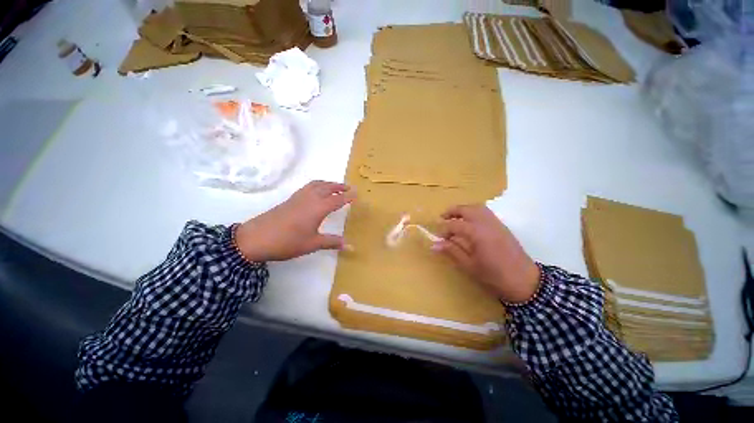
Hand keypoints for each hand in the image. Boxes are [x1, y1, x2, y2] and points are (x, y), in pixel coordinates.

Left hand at [235, 181, 354, 261]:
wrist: (256, 238)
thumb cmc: (287, 242)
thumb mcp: (312, 244)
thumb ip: (332, 242)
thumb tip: (350, 246)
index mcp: (318, 208)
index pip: (337, 199)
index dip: (348, 196)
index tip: (357, 193)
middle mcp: (310, 199)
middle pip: (328, 187)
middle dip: (340, 186)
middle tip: (349, 187)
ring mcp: (299, 197)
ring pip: (317, 184)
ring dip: (329, 183)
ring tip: (336, 186)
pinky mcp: (290, 199)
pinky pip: (308, 186)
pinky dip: (318, 184)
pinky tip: (317, 191)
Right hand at [434, 205, 539, 303]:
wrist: (525, 281)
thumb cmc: (494, 275)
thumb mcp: (469, 265)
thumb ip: (452, 251)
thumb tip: (434, 245)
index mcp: (477, 233)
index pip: (454, 225)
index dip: (444, 230)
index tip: (437, 238)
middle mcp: (486, 223)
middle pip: (466, 209)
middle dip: (452, 211)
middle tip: (442, 218)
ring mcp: (495, 223)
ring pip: (477, 208)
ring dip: (463, 209)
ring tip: (454, 217)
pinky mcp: (501, 226)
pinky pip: (485, 212)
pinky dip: (474, 212)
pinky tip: (470, 222)